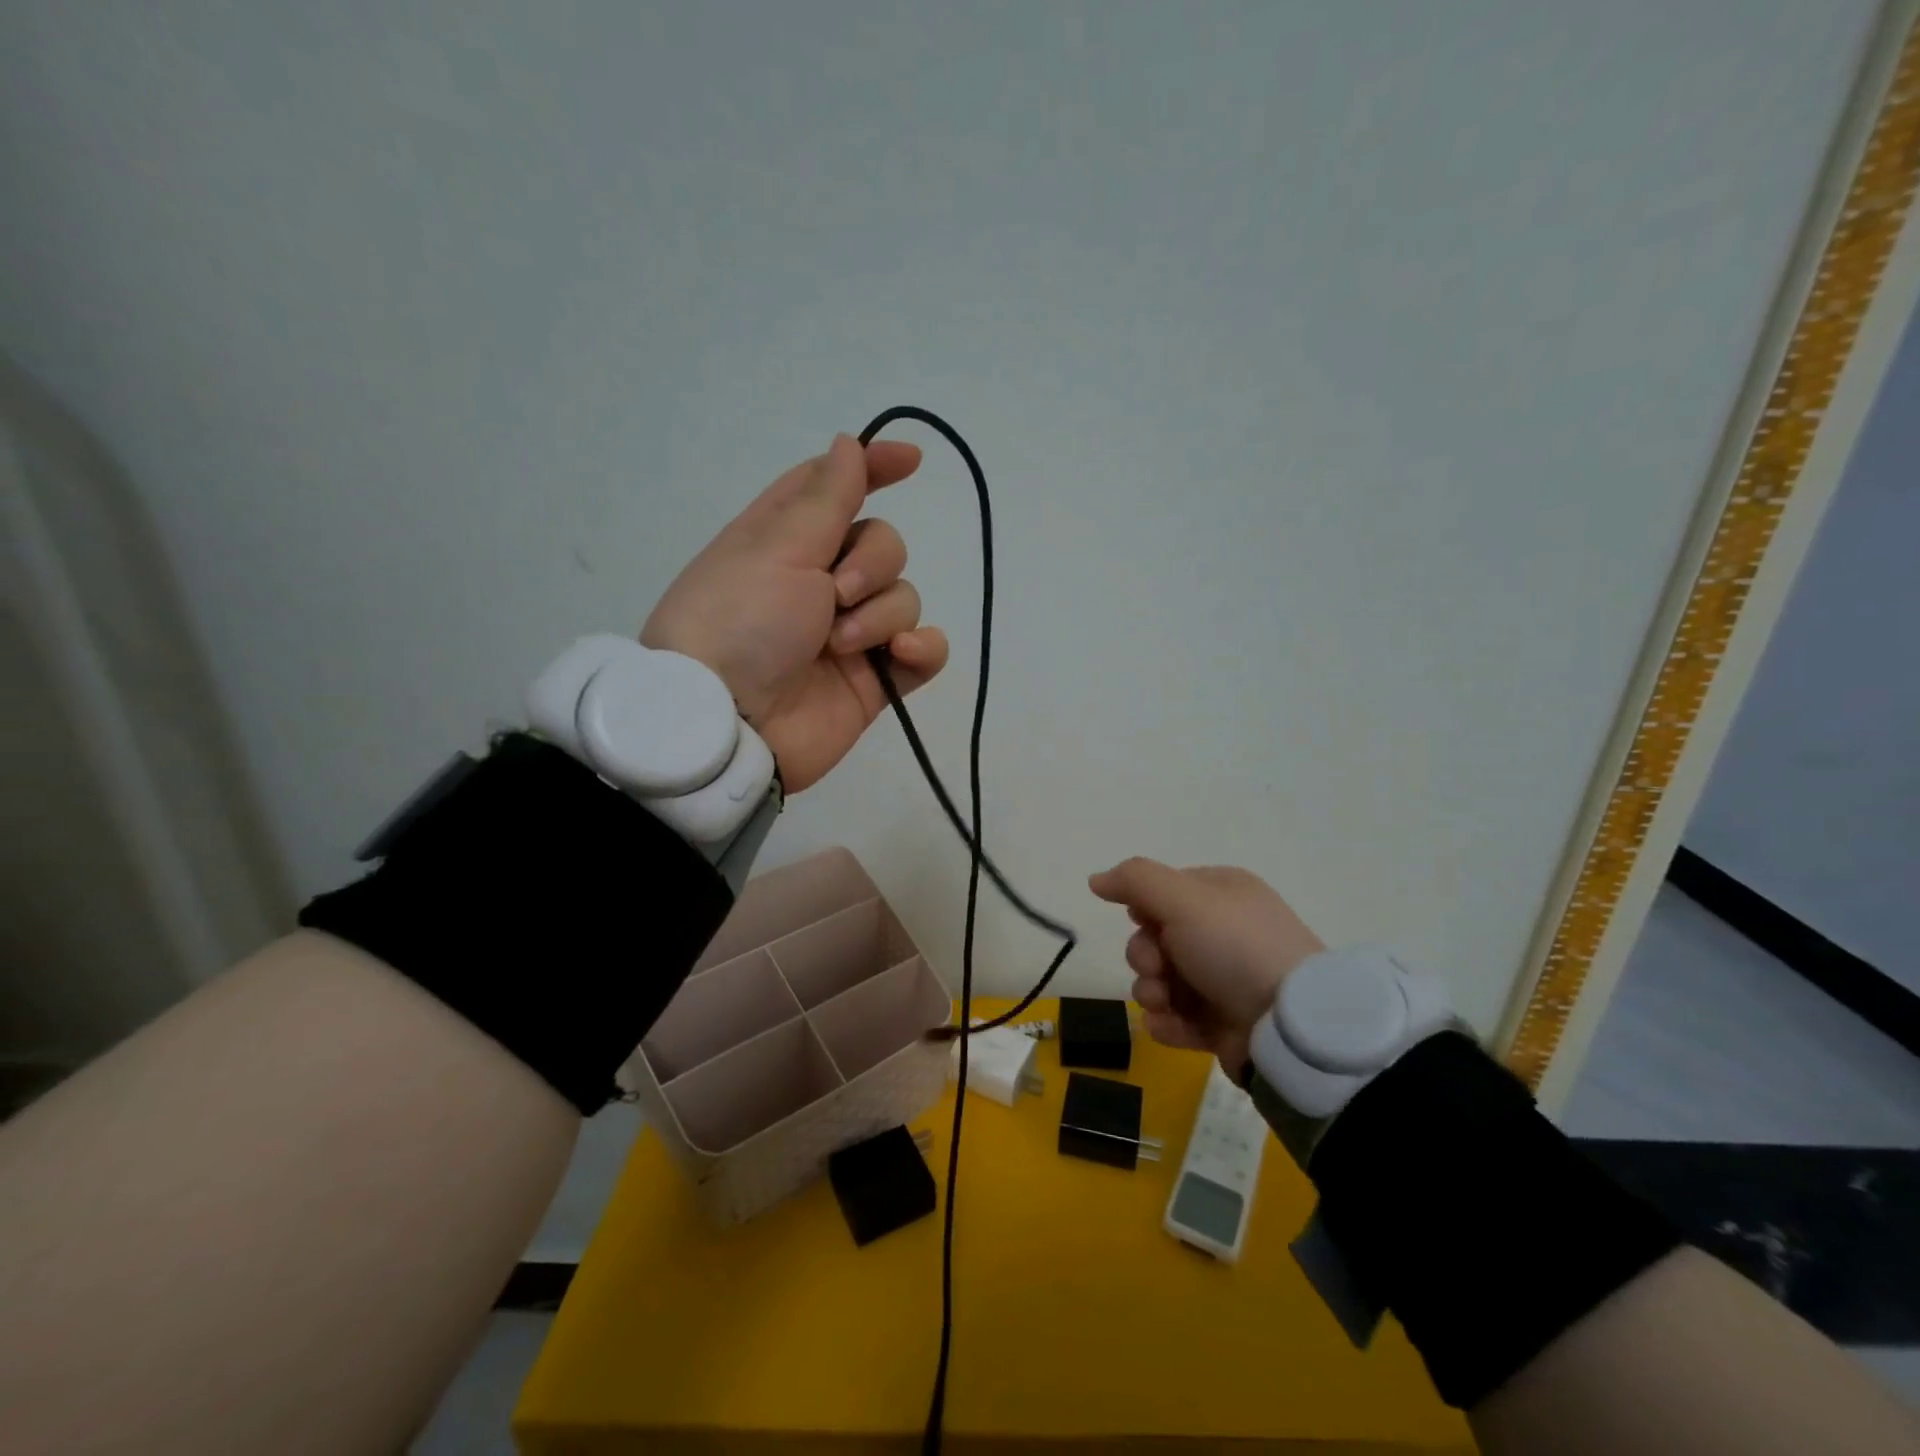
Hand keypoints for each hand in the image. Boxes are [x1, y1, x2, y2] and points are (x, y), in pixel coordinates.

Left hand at [642, 433, 950, 792]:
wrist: (729, 725)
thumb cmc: (740, 620)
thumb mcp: (778, 545)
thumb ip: (826, 496)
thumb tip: (848, 443)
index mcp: (786, 540)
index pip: (837, 488)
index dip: (873, 468)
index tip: (911, 461)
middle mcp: (820, 581)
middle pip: (884, 544)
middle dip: (872, 562)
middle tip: (835, 594)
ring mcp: (851, 633)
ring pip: (905, 597)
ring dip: (879, 616)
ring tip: (840, 645)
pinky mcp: (875, 679)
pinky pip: (924, 651)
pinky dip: (922, 649)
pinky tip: (901, 655)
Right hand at [1088, 859, 1324, 1071]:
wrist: (1289, 1027)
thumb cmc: (1235, 948)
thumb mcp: (1183, 899)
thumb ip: (1135, 881)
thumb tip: (1096, 879)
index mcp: (1222, 894)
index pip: (1163, 893)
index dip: (1144, 910)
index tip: (1143, 922)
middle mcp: (1223, 932)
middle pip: (1155, 938)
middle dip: (1144, 957)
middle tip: (1158, 969)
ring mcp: (1224, 980)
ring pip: (1161, 981)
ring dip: (1151, 992)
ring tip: (1165, 1004)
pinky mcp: (1223, 1023)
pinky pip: (1177, 1018)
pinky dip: (1168, 1023)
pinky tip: (1173, 1026)